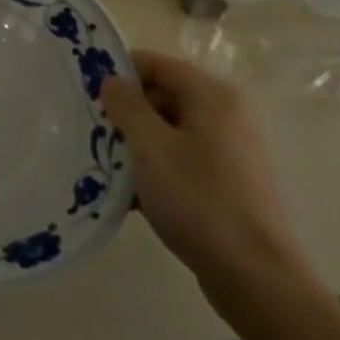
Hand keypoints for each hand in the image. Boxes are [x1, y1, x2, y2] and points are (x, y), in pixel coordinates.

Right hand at [100, 50, 314, 307]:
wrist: (254, 275)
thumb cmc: (198, 200)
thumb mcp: (150, 147)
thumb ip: (126, 106)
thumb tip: (111, 80)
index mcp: (212, 97)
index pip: (155, 64)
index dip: (119, 72)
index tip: (85, 92)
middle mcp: (226, 115)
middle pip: (162, 96)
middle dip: (125, 113)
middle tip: (90, 133)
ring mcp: (229, 150)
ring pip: (168, 131)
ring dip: (135, 144)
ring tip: (104, 166)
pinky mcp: (227, 181)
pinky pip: (181, 159)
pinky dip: (155, 169)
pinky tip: (130, 196)